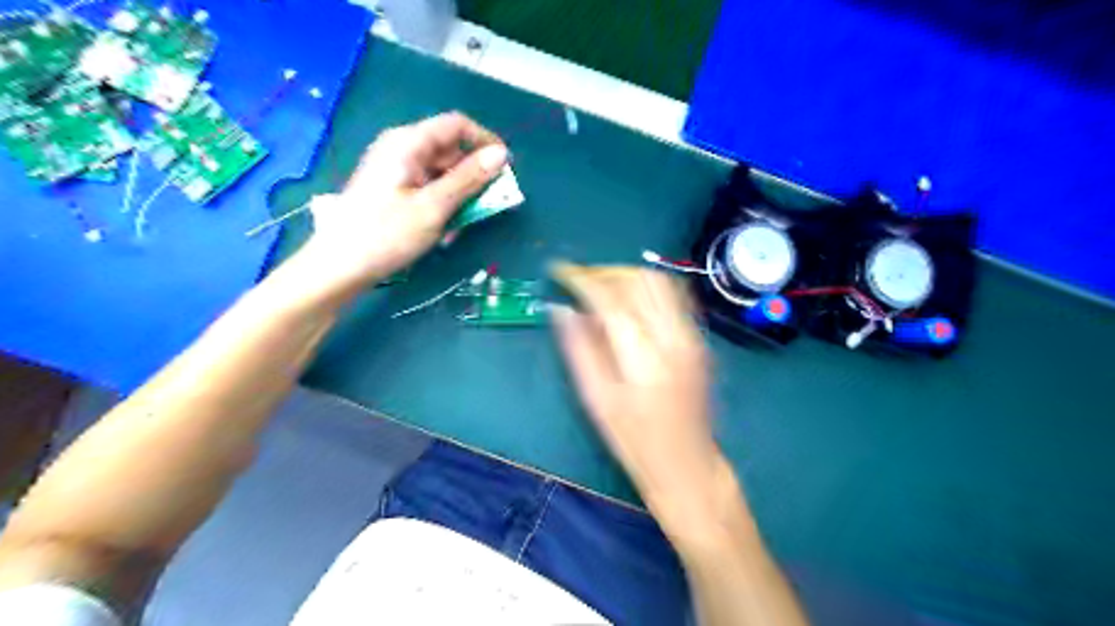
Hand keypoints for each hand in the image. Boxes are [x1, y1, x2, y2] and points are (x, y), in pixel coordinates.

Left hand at [297, 111, 504, 295]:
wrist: (339, 265)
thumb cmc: (387, 234)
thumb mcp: (434, 207)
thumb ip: (469, 179)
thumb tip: (501, 153)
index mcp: (408, 143)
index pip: (456, 125)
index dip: (485, 142)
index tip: (506, 170)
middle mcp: (401, 148)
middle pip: (450, 150)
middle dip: (472, 178)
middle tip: (485, 208)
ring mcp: (395, 169)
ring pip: (441, 172)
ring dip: (458, 197)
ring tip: (459, 228)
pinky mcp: (392, 188)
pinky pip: (427, 187)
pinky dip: (441, 205)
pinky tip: (442, 231)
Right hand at [550, 261, 729, 529]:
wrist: (689, 465)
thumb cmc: (636, 442)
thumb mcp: (597, 400)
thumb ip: (579, 349)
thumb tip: (560, 309)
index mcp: (643, 357)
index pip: (611, 298)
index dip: (582, 279)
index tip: (559, 272)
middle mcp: (673, 337)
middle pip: (639, 280)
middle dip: (605, 272)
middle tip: (580, 281)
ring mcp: (692, 336)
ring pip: (660, 281)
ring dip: (627, 276)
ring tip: (602, 288)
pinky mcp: (699, 339)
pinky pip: (674, 296)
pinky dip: (647, 288)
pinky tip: (629, 303)